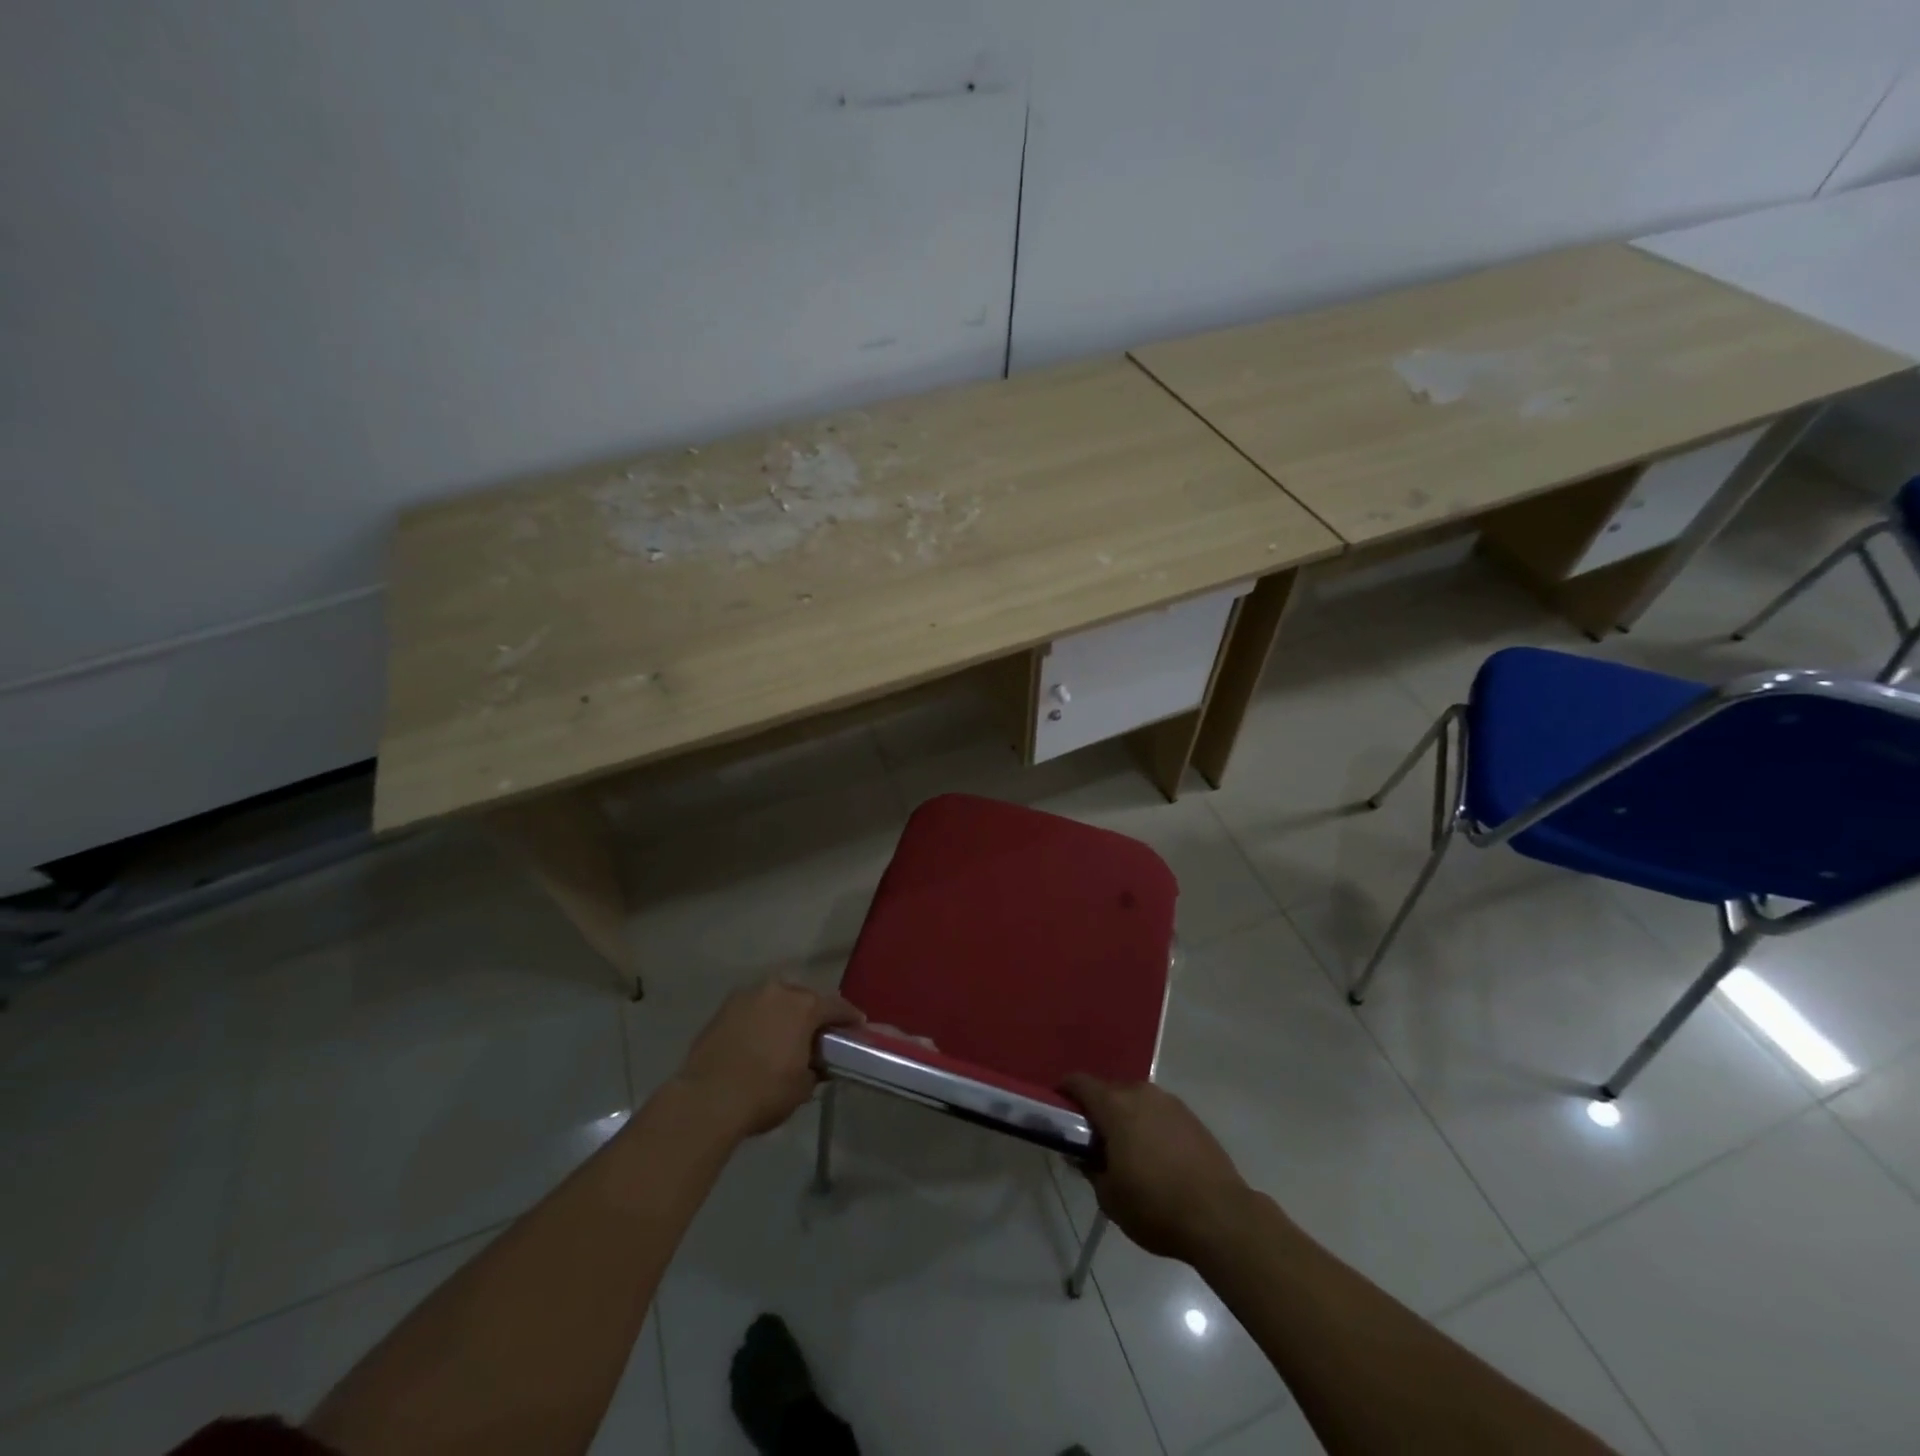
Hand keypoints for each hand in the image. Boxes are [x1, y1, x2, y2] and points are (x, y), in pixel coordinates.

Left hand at [675, 980, 864, 1140]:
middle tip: (819, 1034)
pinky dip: (760, 1020)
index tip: (858, 1026)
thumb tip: (818, 1064)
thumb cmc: (764, 1092)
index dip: (849, 1017)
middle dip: (814, 1013)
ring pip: (776, 1000)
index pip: (836, 1006)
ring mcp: (747, 996)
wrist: (706, 1100)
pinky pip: (752, 1010)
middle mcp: (778, 991)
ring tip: (786, 1035)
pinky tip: (760, 1039)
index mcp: (804, 1006)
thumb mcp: (802, 1087)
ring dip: (784, 1014)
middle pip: (805, 998)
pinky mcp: (723, 1009)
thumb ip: (816, 1069)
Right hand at [1061, 1075, 1249, 1261]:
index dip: (1065, 1092)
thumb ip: (1090, 1169)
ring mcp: (1170, 1102)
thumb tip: (1082, 1156)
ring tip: (1127, 1150)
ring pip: (1136, 1101)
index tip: (1059, 1110)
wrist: (1221, 1217)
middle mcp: (1141, 1093)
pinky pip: (1159, 1113)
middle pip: (1109, 1090)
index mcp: (1115, 1106)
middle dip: (1098, 1110)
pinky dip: (1150, 1125)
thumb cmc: (1155, 1206)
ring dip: (1126, 1117)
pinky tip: (1155, 1156)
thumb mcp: (1109, 1197)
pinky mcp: (1192, 1117)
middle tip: (1093, 1141)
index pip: (1079, 1082)